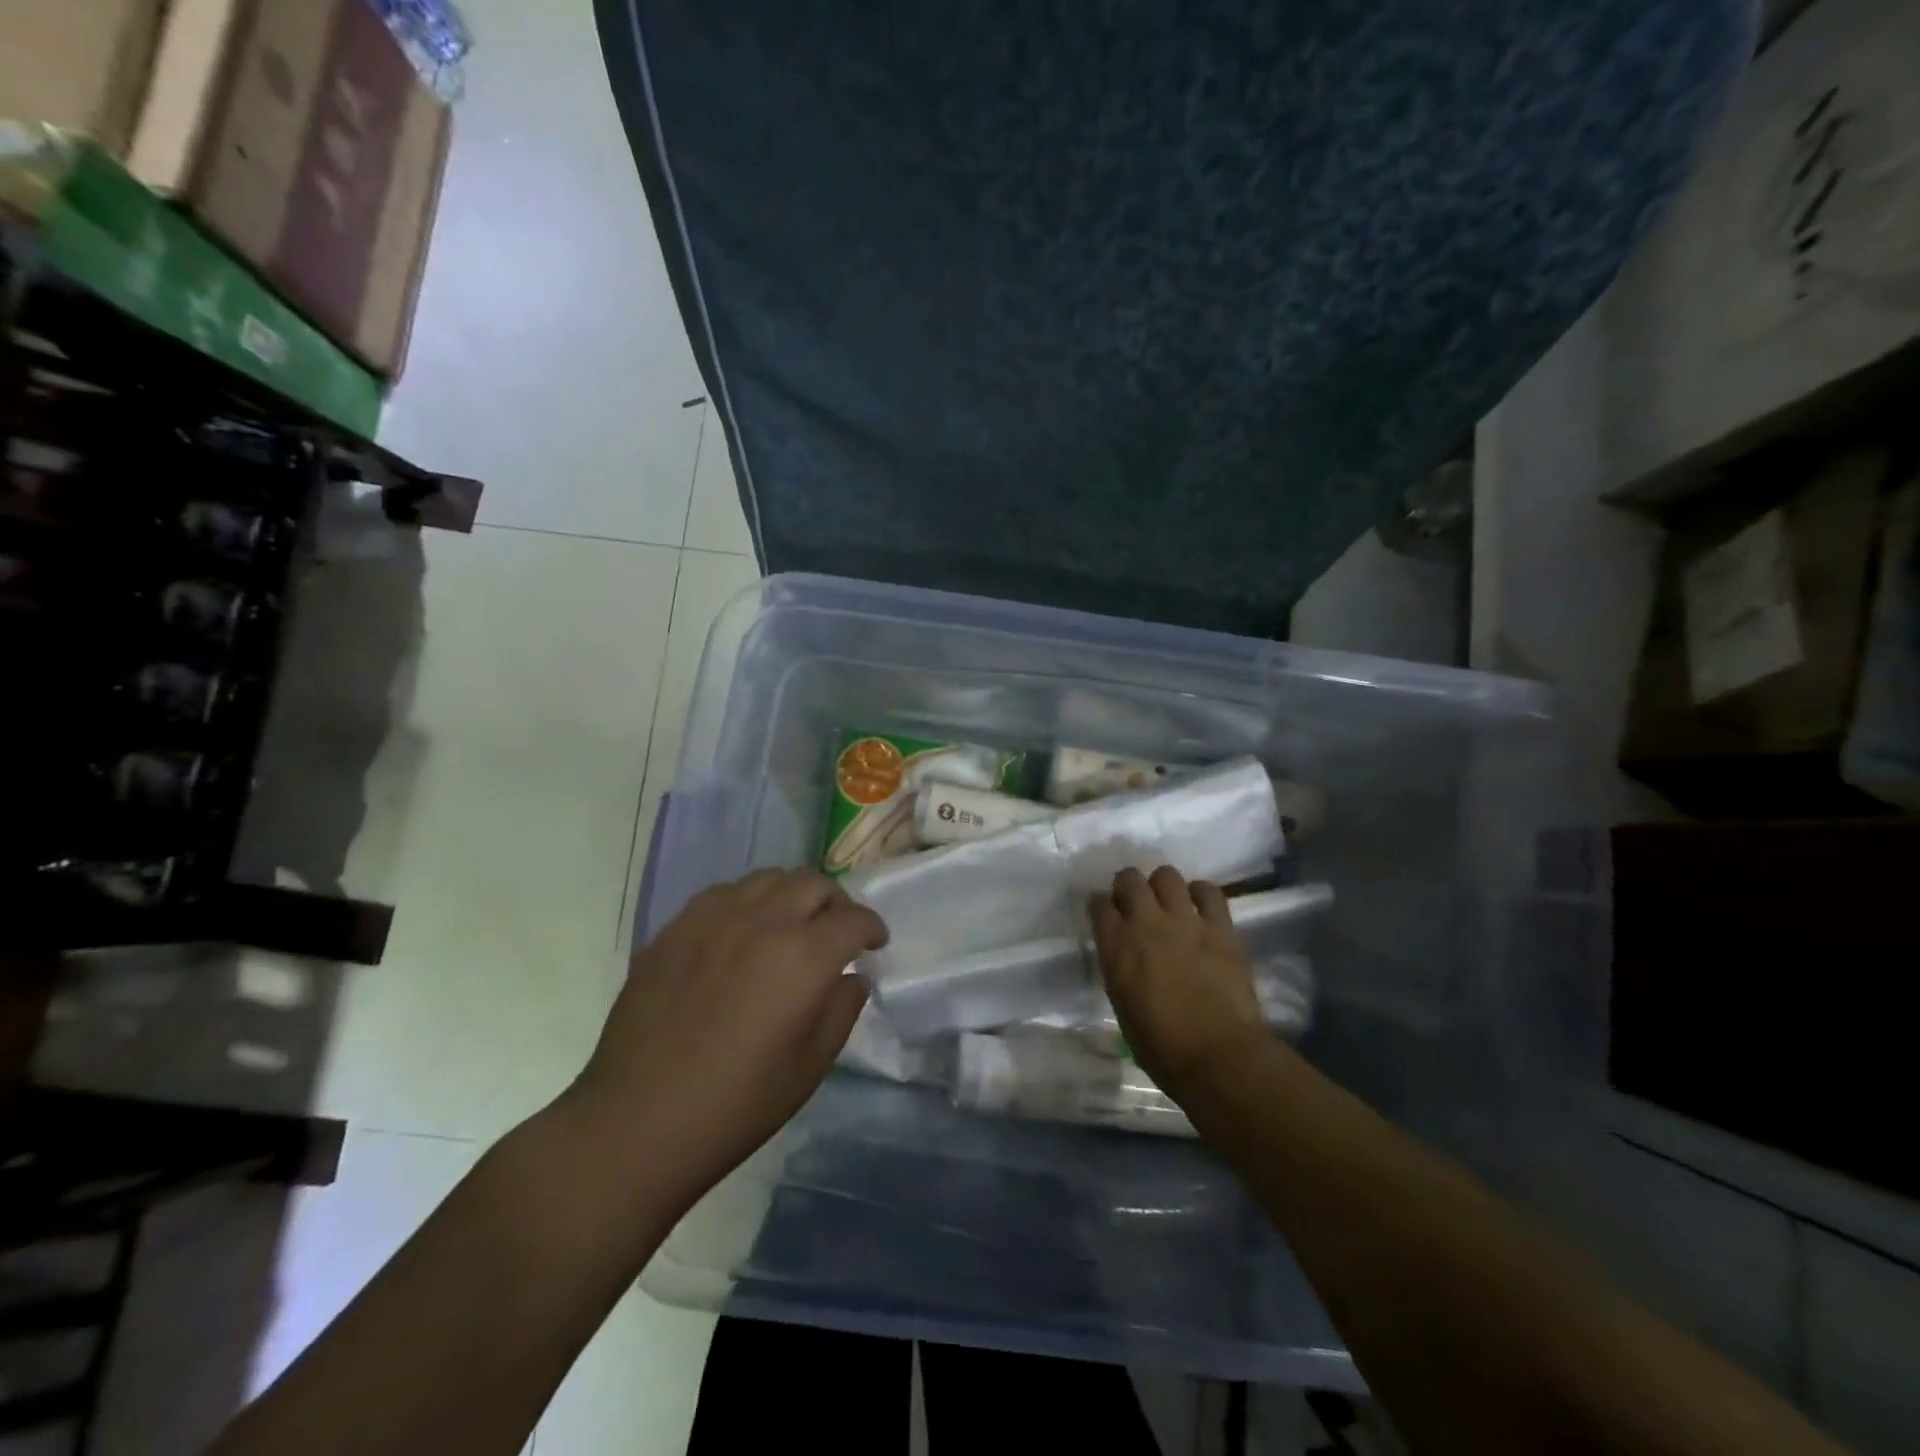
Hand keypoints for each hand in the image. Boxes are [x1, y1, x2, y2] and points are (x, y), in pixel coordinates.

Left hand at [568, 868, 886, 1212]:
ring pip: (768, 878)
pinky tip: (740, 932)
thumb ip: (841, 1010)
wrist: (637, 1121)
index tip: (874, 944)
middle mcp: (762, 922)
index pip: (854, 919)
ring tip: (789, 924)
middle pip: (813, 883)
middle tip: (836, 931)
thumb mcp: (810, 1066)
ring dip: (791, 895)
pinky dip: (747, 902)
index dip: (872, 928)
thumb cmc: (736, 1105)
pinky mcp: (675, 928)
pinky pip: (723, 894)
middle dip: (836, 903)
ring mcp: (713, 919)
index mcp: (803, 956)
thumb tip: (851, 978)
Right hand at [1089, 866, 1268, 1100]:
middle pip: (1129, 878)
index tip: (1107, 915)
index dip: (1102, 906)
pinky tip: (1200, 907)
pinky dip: (1201, 893)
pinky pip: (1209, 891)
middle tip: (1135, 904)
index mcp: (1116, 946)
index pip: (1098, 903)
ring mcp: (1185, 921)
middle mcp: (1145, 923)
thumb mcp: (1122, 1005)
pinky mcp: (1220, 927)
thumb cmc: (1161, 1047)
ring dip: (1162, 886)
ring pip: (1167, 875)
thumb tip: (1125, 956)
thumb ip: (1119, 968)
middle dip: (1128, 886)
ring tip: (1168, 903)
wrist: (1218, 1057)